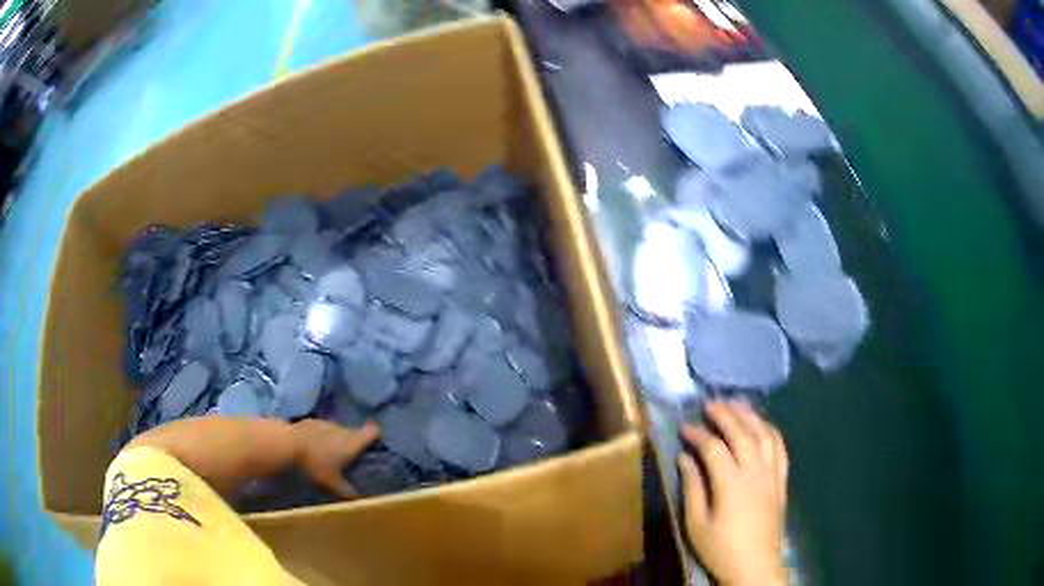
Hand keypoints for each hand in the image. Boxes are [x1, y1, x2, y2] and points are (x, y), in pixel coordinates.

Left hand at [293, 419, 379, 498]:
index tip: (376, 446)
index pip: (373, 432)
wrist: (285, 445)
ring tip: (329, 455)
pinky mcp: (308, 422)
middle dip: (353, 443)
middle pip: (354, 432)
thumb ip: (348, 492)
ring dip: (335, 440)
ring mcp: (324, 422)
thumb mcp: (333, 485)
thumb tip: (359, 499)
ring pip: (336, 431)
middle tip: (350, 459)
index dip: (376, 437)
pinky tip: (312, 450)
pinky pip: (321, 430)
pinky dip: (320, 438)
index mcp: (352, 441)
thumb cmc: (315, 465)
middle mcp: (341, 428)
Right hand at [679, 400, 788, 585]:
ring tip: (737, 404)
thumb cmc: (721, 549)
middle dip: (725, 414)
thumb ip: (692, 488)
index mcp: (731, 483)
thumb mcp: (697, 524)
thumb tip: (684, 458)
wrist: (755, 566)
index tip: (684, 427)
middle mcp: (756, 471)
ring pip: (765, 434)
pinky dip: (771, 430)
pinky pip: (781, 447)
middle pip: (742, 433)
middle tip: (710, 403)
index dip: (698, 434)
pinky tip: (763, 425)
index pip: (714, 448)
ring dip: (750, 416)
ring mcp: (773, 474)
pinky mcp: (782, 480)